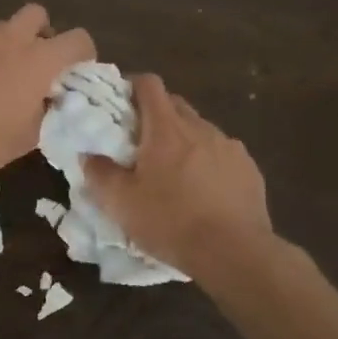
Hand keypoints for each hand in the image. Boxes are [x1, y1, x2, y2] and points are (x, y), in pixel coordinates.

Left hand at [0, 3, 95, 178]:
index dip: (84, 55)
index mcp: (39, 60)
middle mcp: (12, 38)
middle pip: (39, 15)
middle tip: (37, 65)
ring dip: (11, 43)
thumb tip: (45, 101)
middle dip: (44, 34)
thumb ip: (45, 113)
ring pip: (4, 26)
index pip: (79, 40)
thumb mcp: (27, 138)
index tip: (76, 74)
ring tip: (0, 76)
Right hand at [83, 75, 270, 277]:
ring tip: (174, 173)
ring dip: (183, 141)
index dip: (133, 86)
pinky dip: (208, 162)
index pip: (149, 85)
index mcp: (166, 129)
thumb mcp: (121, 203)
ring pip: (200, 130)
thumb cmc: (170, 222)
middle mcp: (200, 128)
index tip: (120, 103)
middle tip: (140, 144)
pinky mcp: (249, 169)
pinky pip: (222, 154)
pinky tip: (203, 191)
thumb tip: (88, 155)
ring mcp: (230, 147)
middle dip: (156, 115)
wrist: (234, 253)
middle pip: (175, 105)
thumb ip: (99, 174)